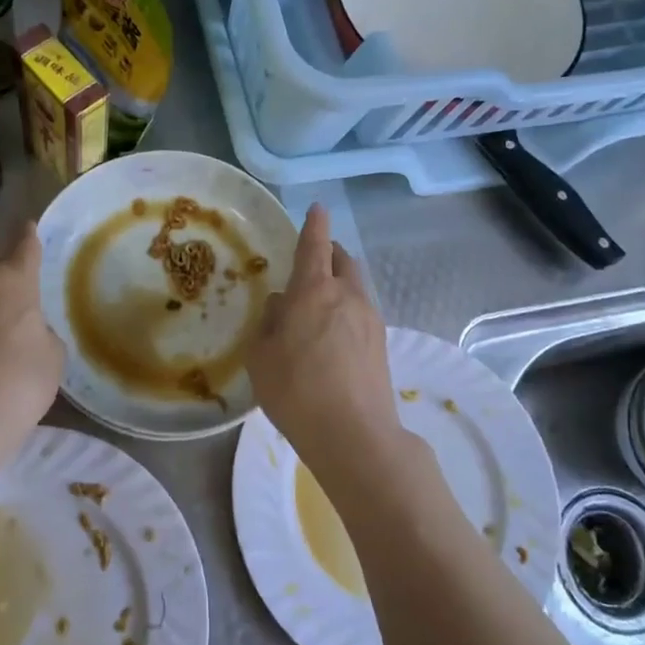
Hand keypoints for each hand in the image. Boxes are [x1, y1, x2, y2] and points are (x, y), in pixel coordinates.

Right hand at [248, 205, 413, 494]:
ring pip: (355, 285)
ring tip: (319, 303)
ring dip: (339, 281)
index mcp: (314, 290)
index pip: (315, 244)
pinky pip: (361, 310)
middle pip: (342, 259)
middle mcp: (347, 295)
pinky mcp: (381, 343)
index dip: (314, 223)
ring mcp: (370, 319)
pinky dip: (346, 308)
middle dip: (328, 251)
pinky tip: (332, 334)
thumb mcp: (262, 356)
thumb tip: (282, 304)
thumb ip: (270, 322)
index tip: (317, 208)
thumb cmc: (296, 391)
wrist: (355, 435)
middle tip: (311, 260)